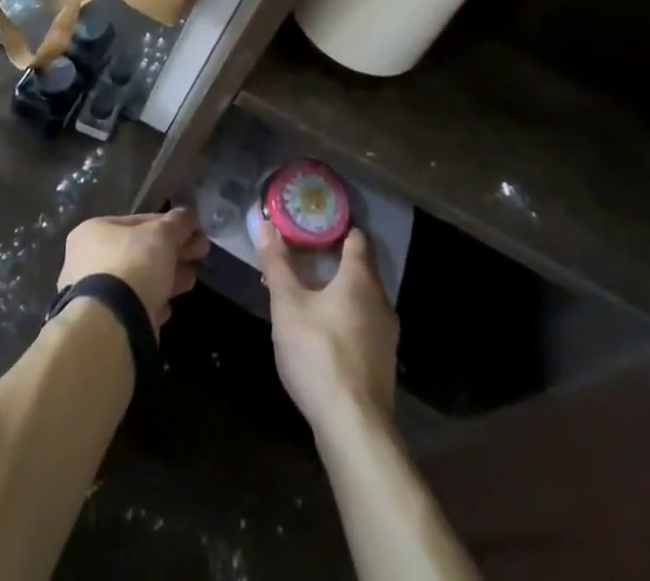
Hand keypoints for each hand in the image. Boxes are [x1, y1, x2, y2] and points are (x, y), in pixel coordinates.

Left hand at [58, 209, 208, 331]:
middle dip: (173, 252)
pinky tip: (166, 308)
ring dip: (167, 278)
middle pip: (140, 251)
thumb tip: (189, 216)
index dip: (171, 225)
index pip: (139, 221)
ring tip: (190, 280)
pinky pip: (133, 306)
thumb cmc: (133, 265)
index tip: (195, 233)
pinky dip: (151, 304)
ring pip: (138, 279)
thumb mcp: (162, 235)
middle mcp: (86, 259)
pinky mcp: (103, 322)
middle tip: (200, 255)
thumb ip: (178, 222)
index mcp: (94, 230)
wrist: (111, 325)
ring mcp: (93, 293)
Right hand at [256, 222, 398, 436]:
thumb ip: (277, 264)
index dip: (336, 228)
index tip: (313, 225)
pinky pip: (365, 325)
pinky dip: (347, 318)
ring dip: (340, 292)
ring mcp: (386, 334)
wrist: (354, 428)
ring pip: (363, 299)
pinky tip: (324, 332)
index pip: (356, 238)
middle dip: (334, 260)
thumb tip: (264, 222)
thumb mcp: (288, 305)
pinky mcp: (383, 362)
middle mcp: (380, 300)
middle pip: (361, 268)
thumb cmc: (319, 354)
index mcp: (360, 279)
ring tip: (309, 294)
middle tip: (303, 256)